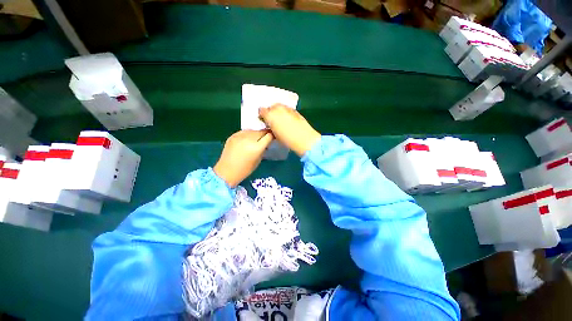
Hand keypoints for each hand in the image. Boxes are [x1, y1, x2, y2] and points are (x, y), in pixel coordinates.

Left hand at [213, 130, 273, 186]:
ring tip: (255, 140)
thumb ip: (263, 149)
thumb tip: (266, 142)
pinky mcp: (233, 135)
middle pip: (261, 131)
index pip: (268, 135)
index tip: (273, 137)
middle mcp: (248, 139)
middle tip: (264, 139)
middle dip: (264, 135)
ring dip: (256, 134)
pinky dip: (247, 135)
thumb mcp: (258, 160)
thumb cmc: (245, 170)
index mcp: (256, 147)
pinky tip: (246, 141)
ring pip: (253, 130)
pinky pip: (244, 132)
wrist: (226, 171)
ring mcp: (239, 136)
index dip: (272, 136)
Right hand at [259, 104, 320, 156]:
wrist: (304, 138)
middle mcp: (277, 109)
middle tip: (272, 120)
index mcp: (270, 115)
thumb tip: (269, 124)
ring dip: (278, 111)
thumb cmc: (287, 140)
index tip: (264, 121)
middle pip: (271, 106)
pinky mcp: (295, 110)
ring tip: (280, 119)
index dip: (262, 115)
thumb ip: (270, 126)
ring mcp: (287, 108)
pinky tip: (288, 119)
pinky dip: (286, 112)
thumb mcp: (275, 134)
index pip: (262, 110)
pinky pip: (287, 109)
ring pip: (279, 106)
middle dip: (271, 112)